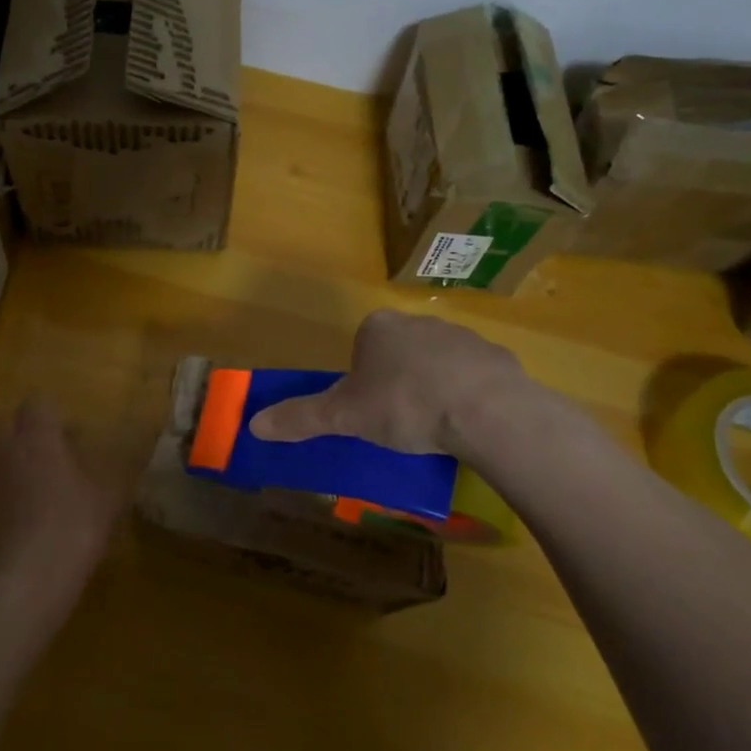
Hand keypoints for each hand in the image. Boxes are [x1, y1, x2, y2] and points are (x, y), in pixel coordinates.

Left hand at [0, 398, 127, 603]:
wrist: (32, 577)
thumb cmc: (76, 526)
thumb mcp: (110, 497)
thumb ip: (120, 467)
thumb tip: (135, 449)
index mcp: (40, 439)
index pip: (37, 403)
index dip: (54, 410)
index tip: (74, 429)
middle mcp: (11, 452)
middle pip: (12, 422)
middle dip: (32, 427)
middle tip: (60, 446)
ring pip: (3, 451)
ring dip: (22, 454)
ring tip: (50, 478)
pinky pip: (0, 480)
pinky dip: (15, 482)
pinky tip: (37, 506)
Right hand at [248, 309, 550, 456]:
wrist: (485, 410)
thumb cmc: (404, 405)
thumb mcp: (345, 417)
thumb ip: (301, 417)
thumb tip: (253, 424)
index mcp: (378, 327)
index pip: (361, 347)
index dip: (362, 379)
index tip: (369, 410)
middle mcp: (418, 322)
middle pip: (399, 352)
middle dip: (397, 382)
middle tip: (400, 421)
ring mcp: (461, 336)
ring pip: (437, 363)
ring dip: (434, 387)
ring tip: (436, 428)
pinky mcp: (496, 357)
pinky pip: (474, 377)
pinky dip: (468, 396)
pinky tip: (468, 424)